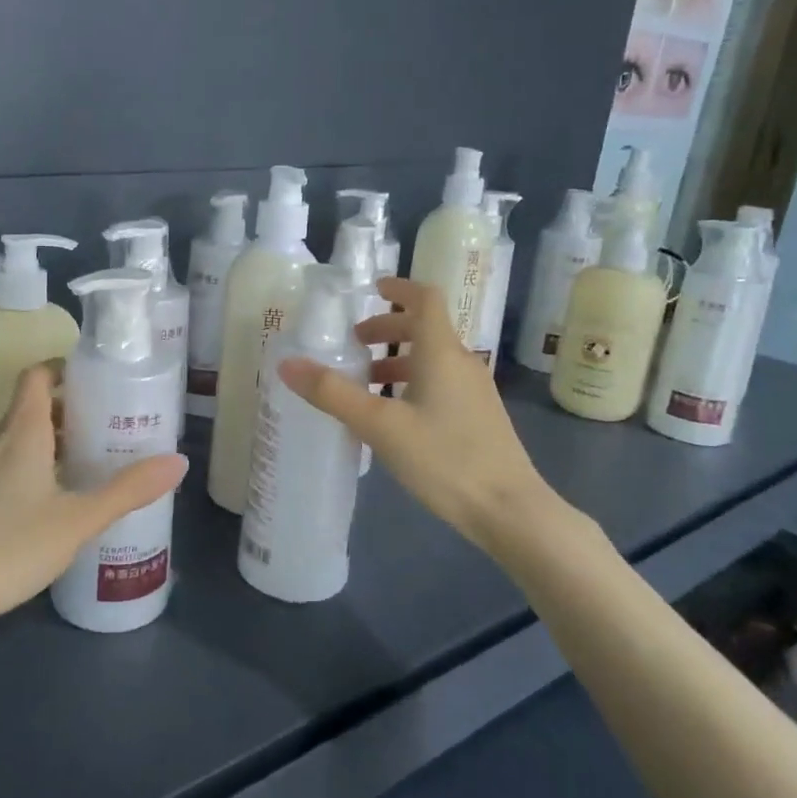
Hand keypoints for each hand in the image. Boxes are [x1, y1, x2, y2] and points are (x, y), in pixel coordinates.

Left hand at [0, 364, 187, 640]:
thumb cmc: (7, 548)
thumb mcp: (77, 521)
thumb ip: (127, 491)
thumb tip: (179, 461)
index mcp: (21, 432)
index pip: (37, 375)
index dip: (65, 368)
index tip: (100, 379)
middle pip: (33, 405)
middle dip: (72, 408)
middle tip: (112, 422)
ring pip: (21, 437)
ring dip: (55, 438)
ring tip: (94, 458)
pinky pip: (9, 462)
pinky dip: (37, 464)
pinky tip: (59, 498)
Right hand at [277, 277, 570, 559]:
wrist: (509, 511)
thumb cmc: (444, 458)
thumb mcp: (379, 425)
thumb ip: (333, 393)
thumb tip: (287, 363)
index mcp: (441, 353)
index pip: (425, 298)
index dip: (399, 287)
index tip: (371, 288)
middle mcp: (462, 363)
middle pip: (425, 328)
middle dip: (388, 327)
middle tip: (353, 343)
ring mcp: (474, 391)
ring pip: (431, 359)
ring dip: (396, 359)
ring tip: (364, 382)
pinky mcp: (478, 417)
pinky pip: (440, 383)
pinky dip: (411, 383)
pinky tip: (392, 416)